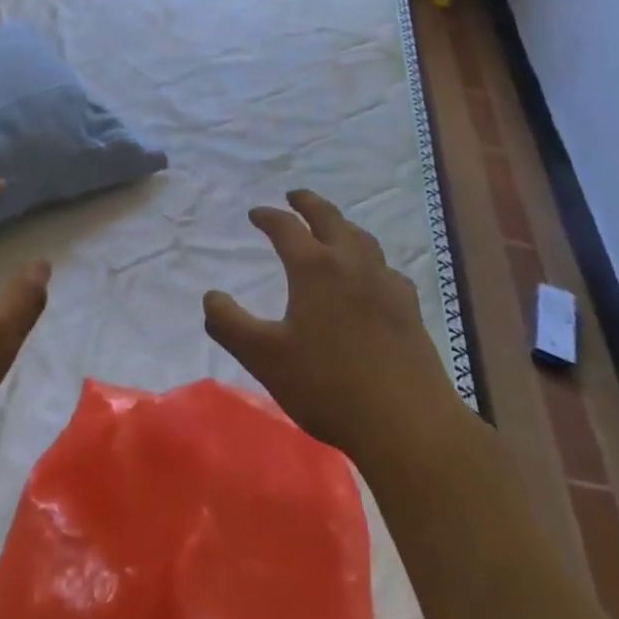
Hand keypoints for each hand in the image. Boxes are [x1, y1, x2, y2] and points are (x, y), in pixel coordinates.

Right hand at [204, 189, 461, 476]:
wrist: (406, 422)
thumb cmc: (327, 386)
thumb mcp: (264, 358)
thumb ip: (229, 324)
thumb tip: (210, 296)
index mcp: (314, 268)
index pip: (286, 227)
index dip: (268, 216)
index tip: (254, 213)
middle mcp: (351, 263)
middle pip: (329, 218)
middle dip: (308, 203)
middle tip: (294, 196)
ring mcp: (385, 282)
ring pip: (361, 238)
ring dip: (341, 225)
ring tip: (331, 228)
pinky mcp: (408, 307)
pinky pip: (386, 268)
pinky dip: (370, 260)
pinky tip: (372, 277)